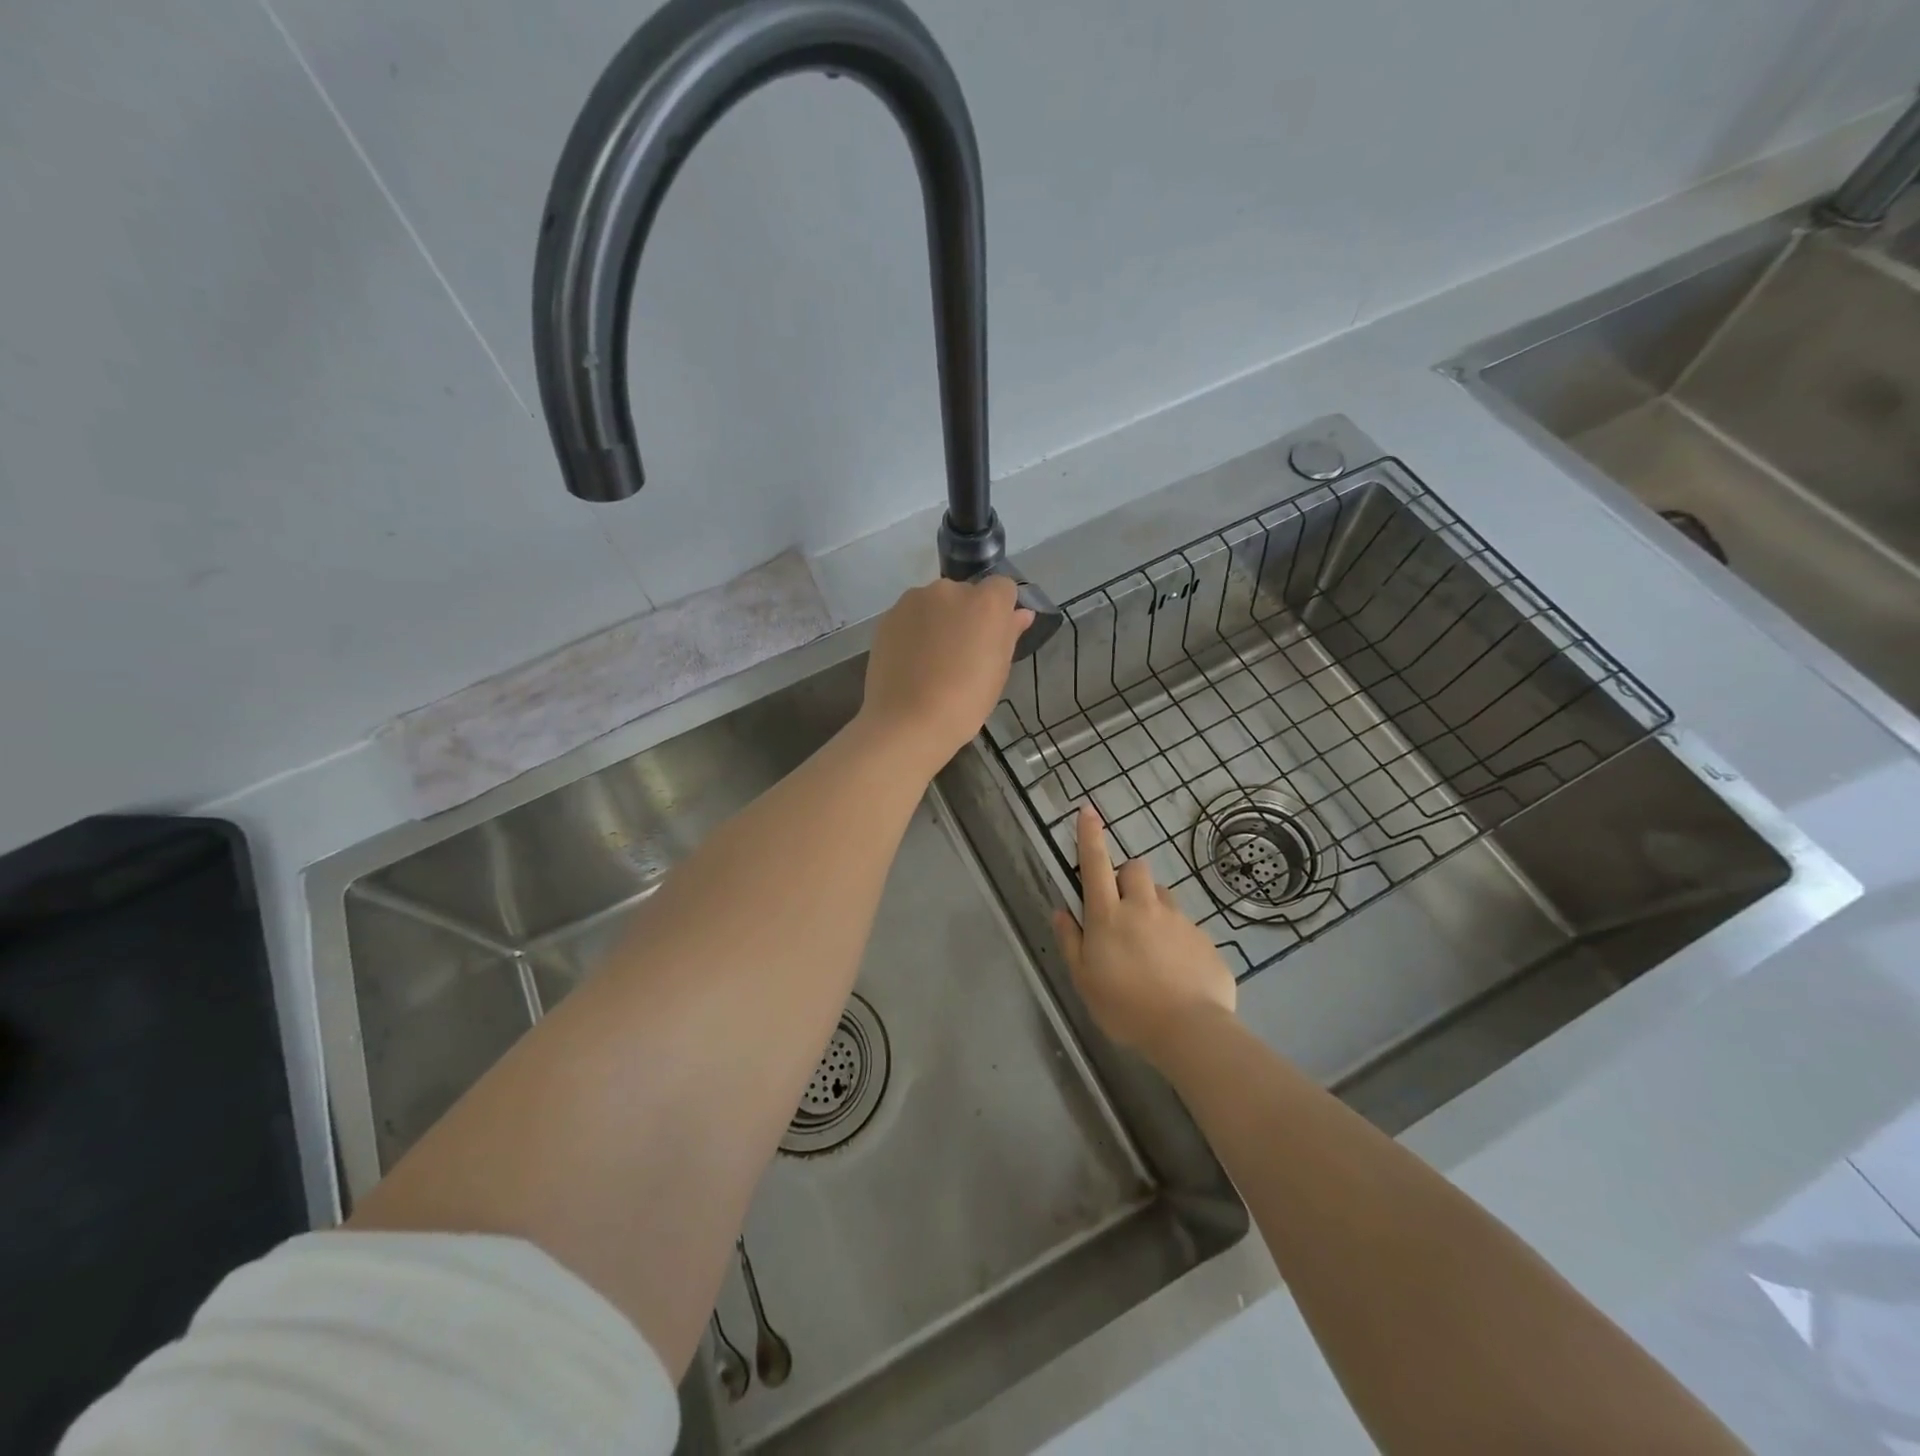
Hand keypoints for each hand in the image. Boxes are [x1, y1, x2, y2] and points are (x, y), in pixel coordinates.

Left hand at [858, 576, 1033, 773]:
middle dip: (966, 615)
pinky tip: (911, 663)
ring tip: (932, 660)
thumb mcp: (998, 671)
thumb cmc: (965, 701)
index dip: (1000, 610)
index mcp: (985, 602)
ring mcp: (914, 601)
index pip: (1002, 587)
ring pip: (935, 604)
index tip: (992, 638)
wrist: (908, 721)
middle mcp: (950, 590)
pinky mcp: (888, 617)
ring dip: (938, 621)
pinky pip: (910, 617)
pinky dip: (914, 631)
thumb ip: (1009, 633)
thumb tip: (1021, 613)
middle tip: (962, 653)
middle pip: (966, 594)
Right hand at [1052, 805, 1237, 1066]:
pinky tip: (1175, 969)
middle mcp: (1144, 908)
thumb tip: (1061, 911)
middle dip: (1126, 876)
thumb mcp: (1084, 980)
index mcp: (1109, 916)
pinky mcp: (1204, 939)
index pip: (1096, 864)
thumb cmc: (1125, 1008)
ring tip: (1150, 943)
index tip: (1088, 810)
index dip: (1090, 835)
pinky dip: (1175, 937)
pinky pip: (1185, 926)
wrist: (1189, 1030)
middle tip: (1121, 907)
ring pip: (1162, 895)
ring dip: (1151, 906)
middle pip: (1135, 868)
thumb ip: (1071, 941)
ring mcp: (1178, 921)